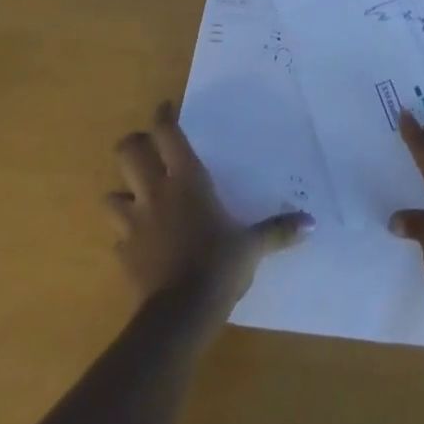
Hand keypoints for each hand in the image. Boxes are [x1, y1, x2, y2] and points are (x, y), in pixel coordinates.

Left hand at [106, 102, 313, 317]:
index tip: (165, 108)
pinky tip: (138, 241)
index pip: (167, 134)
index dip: (163, 116)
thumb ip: (278, 231)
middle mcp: (155, 192)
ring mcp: (134, 223)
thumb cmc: (218, 265)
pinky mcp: (123, 254)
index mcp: (186, 179)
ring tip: (135, 196)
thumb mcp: (252, 247)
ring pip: (112, 194)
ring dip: (121, 192)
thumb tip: (312, 222)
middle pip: (129, 151)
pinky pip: (117, 236)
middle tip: (147, 147)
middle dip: (133, 144)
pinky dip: (125, 235)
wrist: (179, 315)